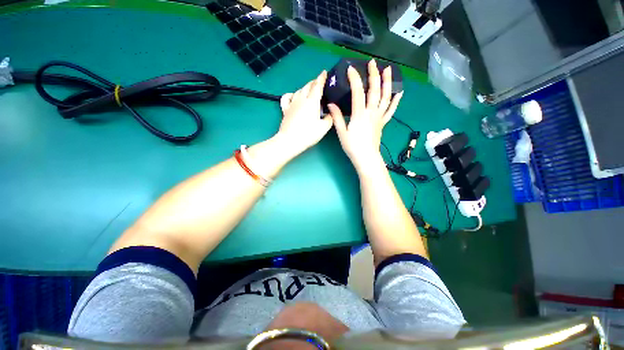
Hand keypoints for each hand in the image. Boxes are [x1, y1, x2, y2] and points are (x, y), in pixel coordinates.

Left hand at [275, 71, 332, 154]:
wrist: (290, 141)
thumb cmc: (308, 134)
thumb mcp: (324, 128)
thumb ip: (329, 118)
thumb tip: (330, 114)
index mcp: (312, 101)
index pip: (318, 86)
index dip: (322, 78)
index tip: (324, 72)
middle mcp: (301, 99)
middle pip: (308, 86)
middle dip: (314, 82)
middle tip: (319, 83)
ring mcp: (292, 103)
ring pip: (299, 90)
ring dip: (305, 88)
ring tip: (309, 90)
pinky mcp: (285, 109)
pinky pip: (286, 97)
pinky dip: (291, 94)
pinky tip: (293, 96)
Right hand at [328, 60, 403, 172]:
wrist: (366, 158)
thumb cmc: (353, 146)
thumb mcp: (342, 132)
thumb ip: (337, 117)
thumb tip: (330, 104)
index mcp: (360, 114)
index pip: (358, 92)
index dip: (355, 79)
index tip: (351, 69)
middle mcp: (371, 112)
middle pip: (375, 90)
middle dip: (374, 75)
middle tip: (372, 63)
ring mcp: (379, 117)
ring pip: (386, 97)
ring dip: (387, 82)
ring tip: (388, 70)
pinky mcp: (383, 122)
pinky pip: (391, 110)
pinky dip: (396, 100)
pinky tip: (399, 92)